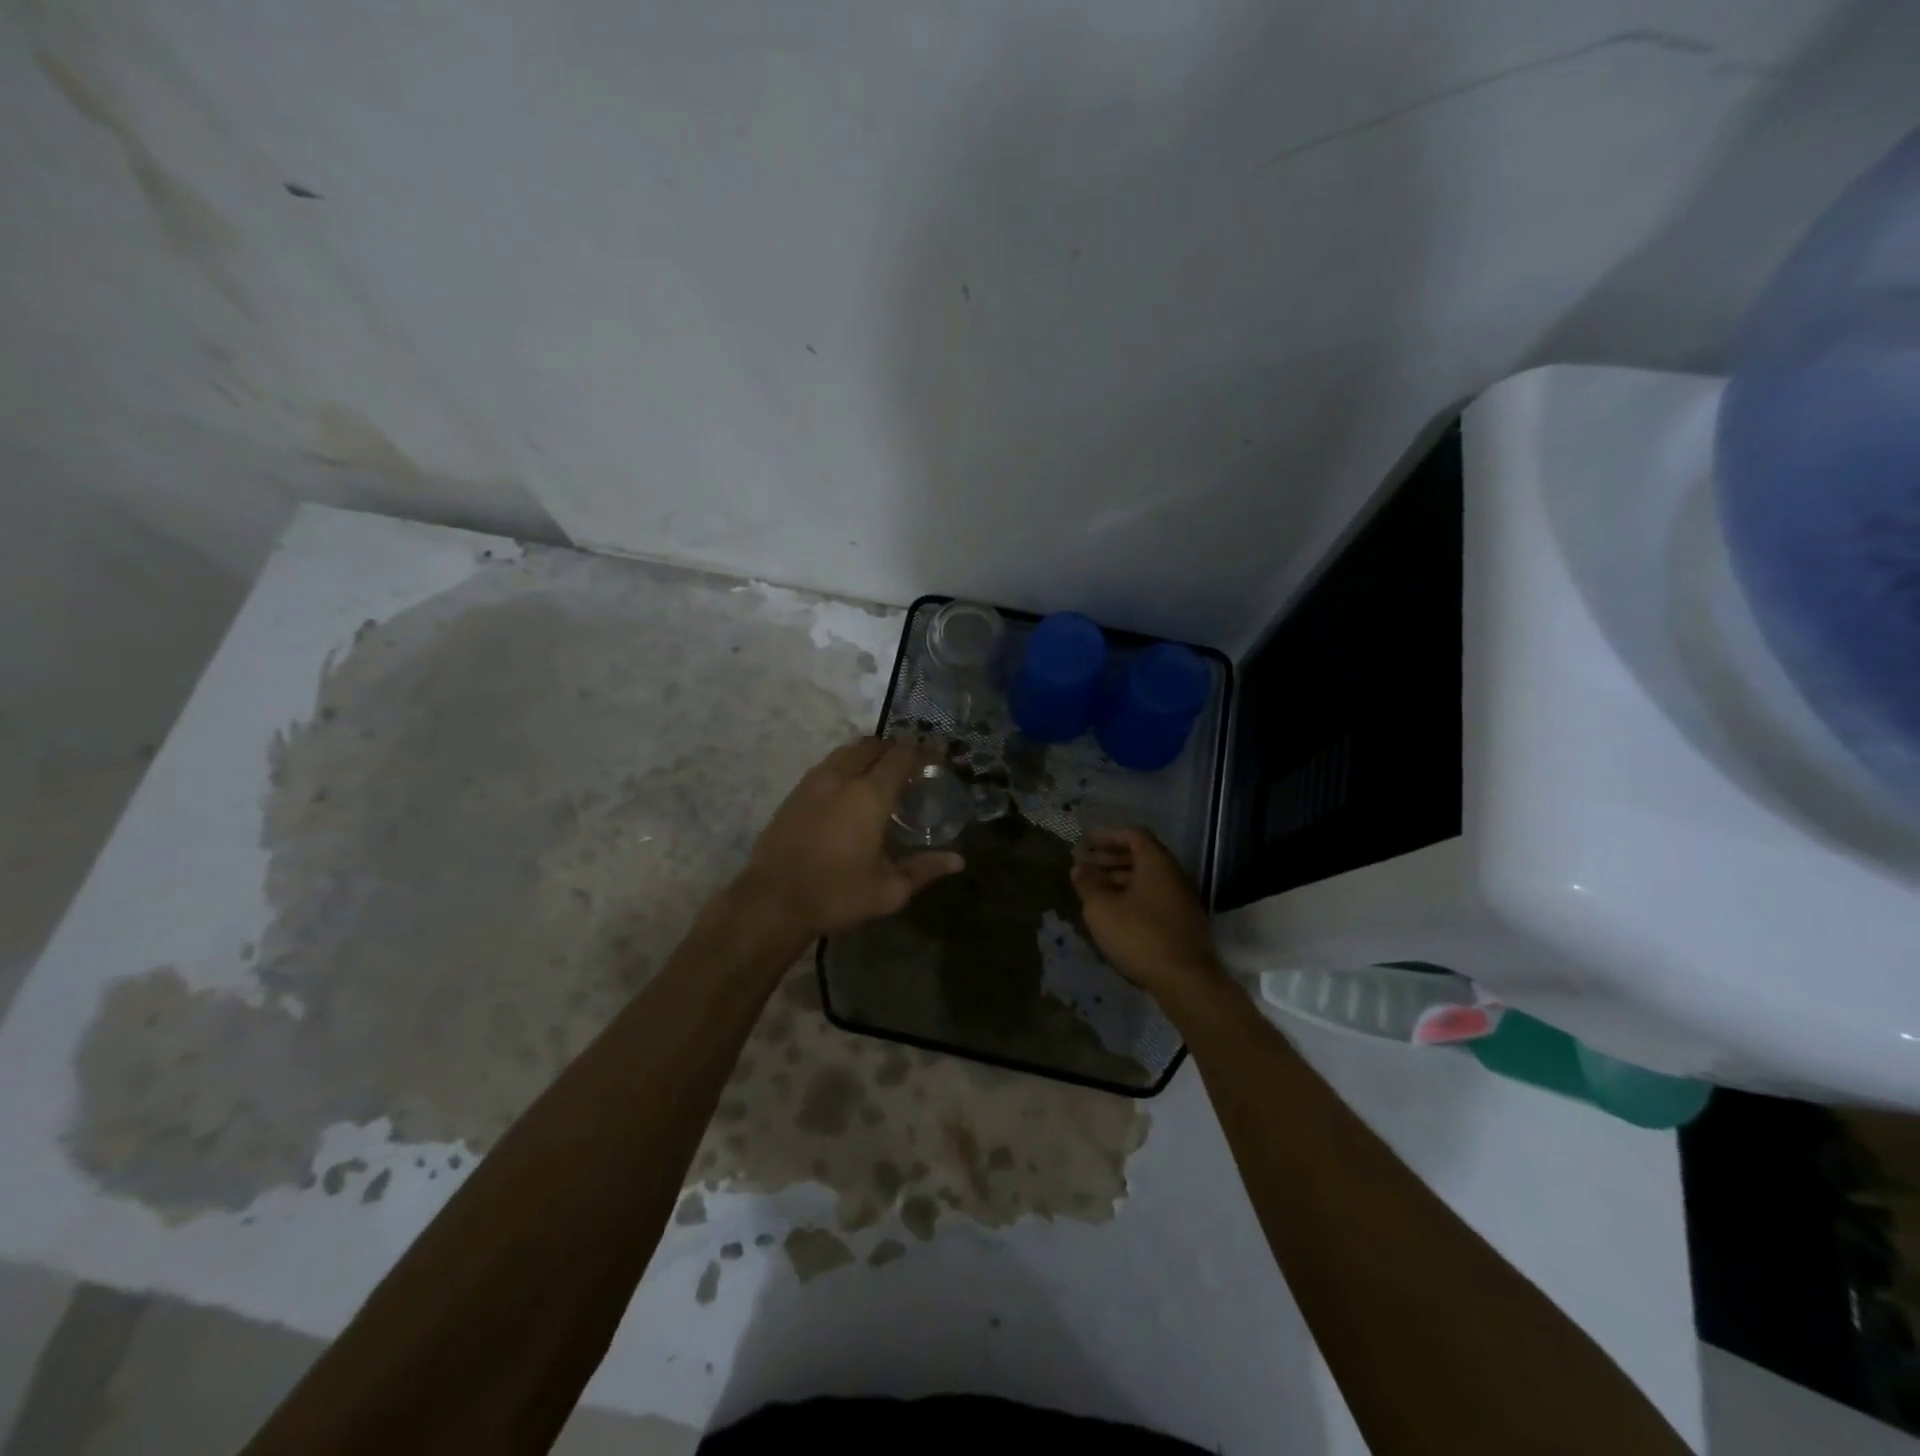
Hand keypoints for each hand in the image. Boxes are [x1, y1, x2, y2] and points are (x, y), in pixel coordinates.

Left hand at [740, 737, 963, 938]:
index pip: (900, 755)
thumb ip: (924, 869)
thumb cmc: (836, 895)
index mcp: (869, 795)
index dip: (921, 751)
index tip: (936, 757)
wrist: (772, 902)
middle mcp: (841, 778)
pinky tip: (847, 791)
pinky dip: (843, 767)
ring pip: (845, 752)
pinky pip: (825, 766)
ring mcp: (813, 782)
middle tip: (909, 767)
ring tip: (879, 776)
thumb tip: (958, 861)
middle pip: (871, 745)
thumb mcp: (888, 891)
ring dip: (866, 755)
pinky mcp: (794, 793)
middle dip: (893, 748)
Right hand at [1072, 827, 1221, 997]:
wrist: (1186, 980)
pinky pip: (1155, 898)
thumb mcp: (1102, 909)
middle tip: (1088, 865)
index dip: (1108, 836)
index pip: (1134, 835)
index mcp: (1157, 863)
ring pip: (1149, 879)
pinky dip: (1134, 896)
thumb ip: (1088, 884)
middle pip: (1143, 856)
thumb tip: (1080, 867)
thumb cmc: (1139, 935)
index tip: (1087, 842)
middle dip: (1112, 858)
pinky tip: (1117, 913)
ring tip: (1097, 890)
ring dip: (1122, 879)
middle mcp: (1174, 875)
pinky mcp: (1184, 922)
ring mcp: (1183, 900)